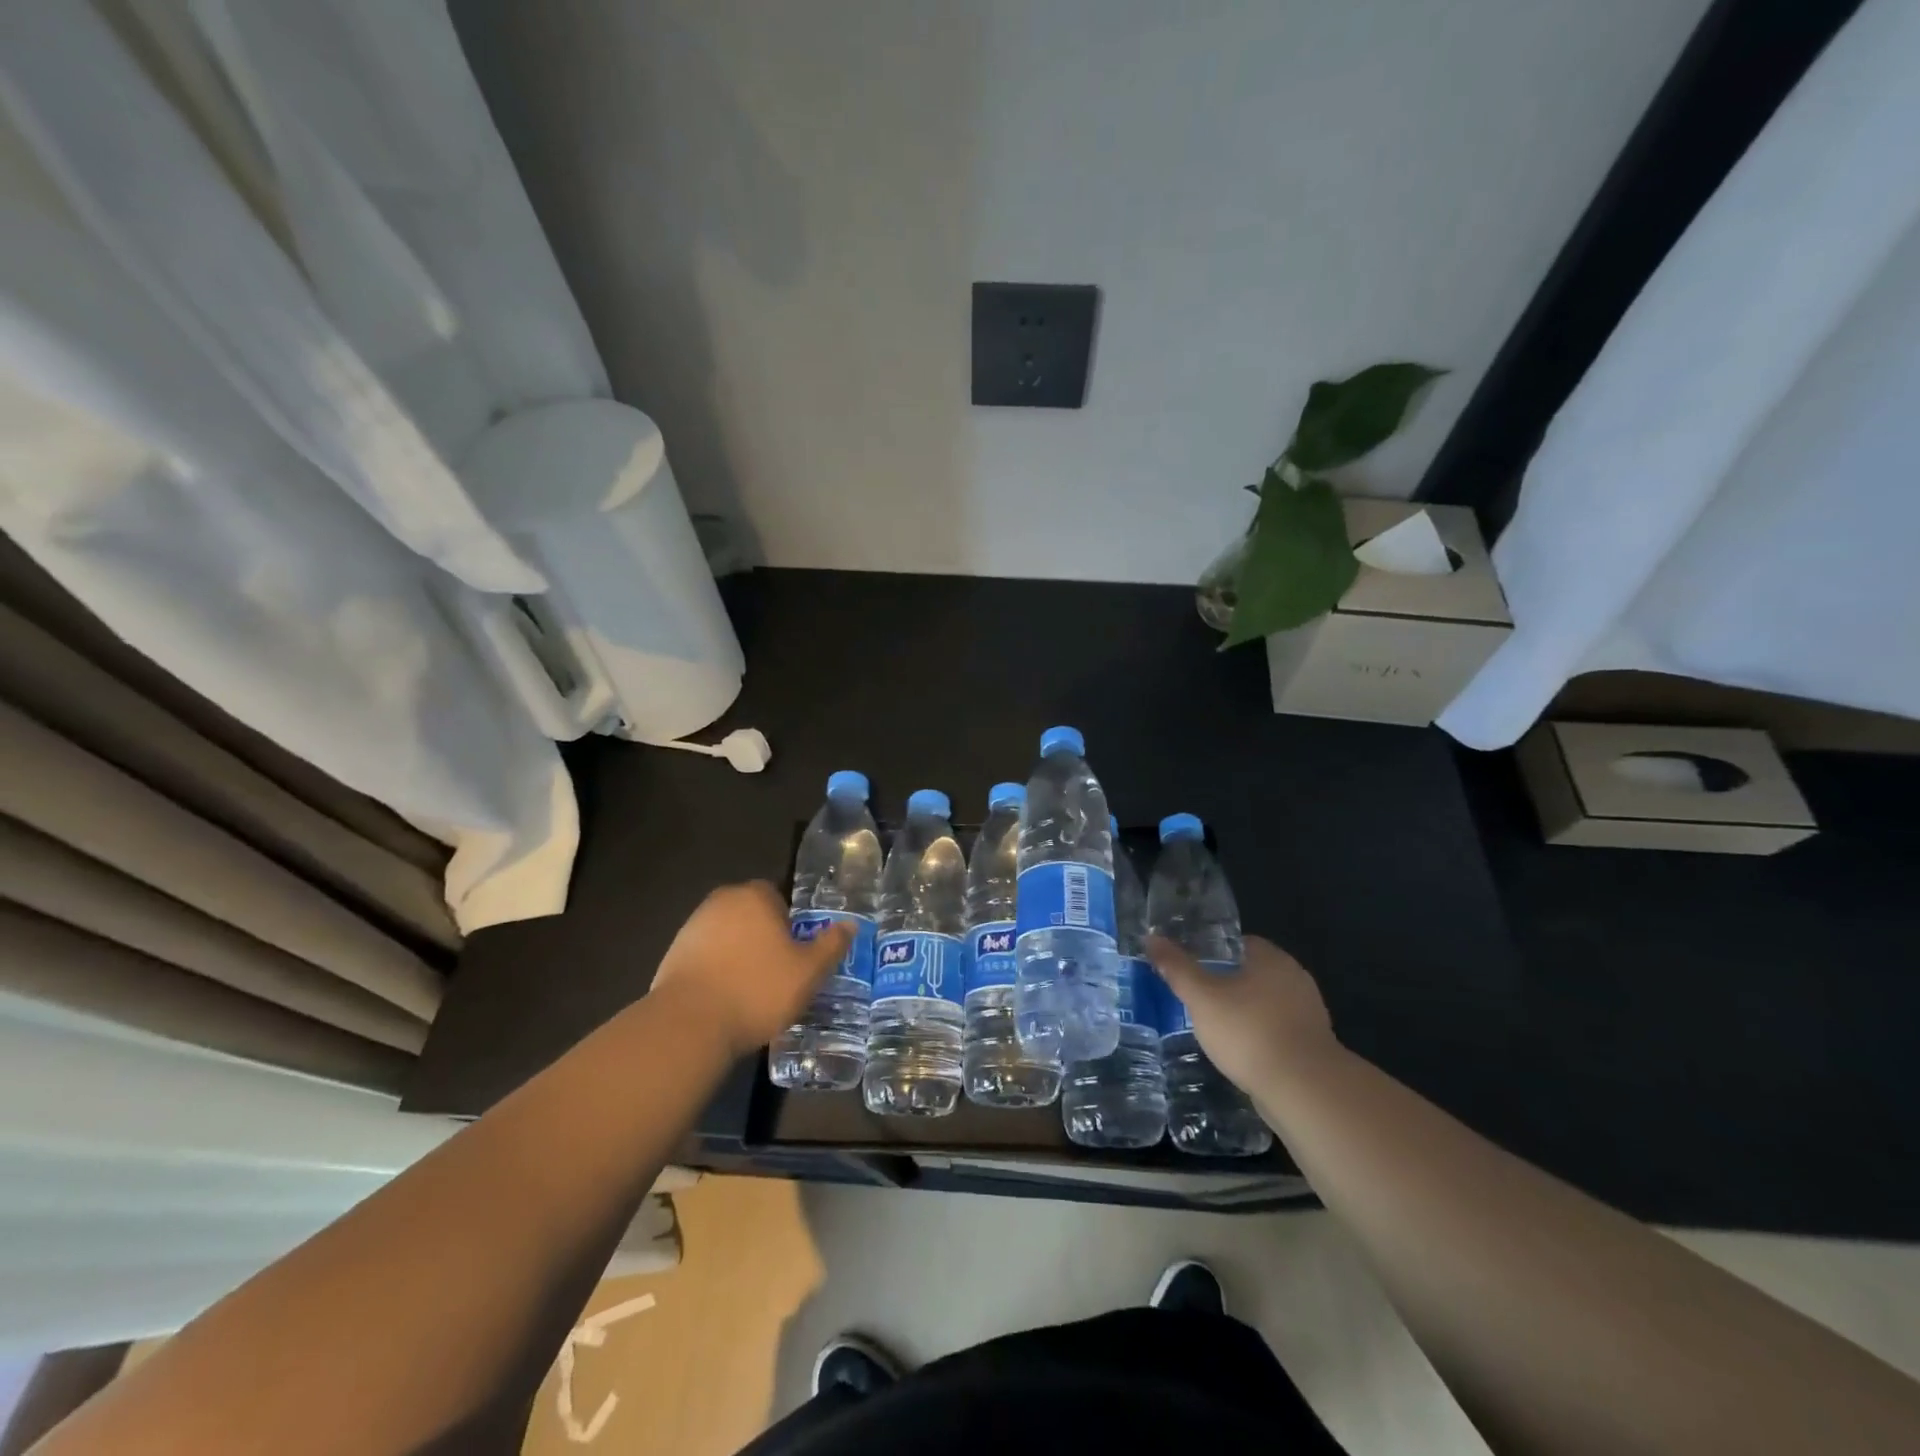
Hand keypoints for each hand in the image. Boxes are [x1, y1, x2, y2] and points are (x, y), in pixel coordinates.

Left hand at [648, 881, 851, 1057]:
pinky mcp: (673, 955)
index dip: (791, 924)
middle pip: (752, 915)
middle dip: (765, 938)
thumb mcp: (808, 971)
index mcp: (755, 896)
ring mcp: (692, 928)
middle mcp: (721, 902)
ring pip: (728, 937)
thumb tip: (850, 924)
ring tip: (753, 991)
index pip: (779, 897)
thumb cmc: (757, 990)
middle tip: (780, 973)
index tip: (797, 953)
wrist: (688, 1025)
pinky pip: (706, 958)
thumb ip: (831, 945)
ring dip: (740, 955)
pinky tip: (726, 1001)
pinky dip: (717, 972)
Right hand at [1146, 934, 1338, 1096]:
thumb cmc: (1248, 1031)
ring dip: (1246, 1012)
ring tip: (1216, 1027)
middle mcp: (1296, 979)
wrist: (1304, 1090)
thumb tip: (1151, 938)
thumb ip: (1177, 968)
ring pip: (1267, 1004)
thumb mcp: (1201, 998)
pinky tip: (1241, 1052)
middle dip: (1229, 983)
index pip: (1241, 943)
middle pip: (1255, 973)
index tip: (1193, 966)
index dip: (1215, 951)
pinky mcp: (1314, 1046)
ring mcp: (1309, 1014)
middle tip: (1199, 997)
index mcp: (1272, 959)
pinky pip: (1279, 1031)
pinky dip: (1260, 1036)